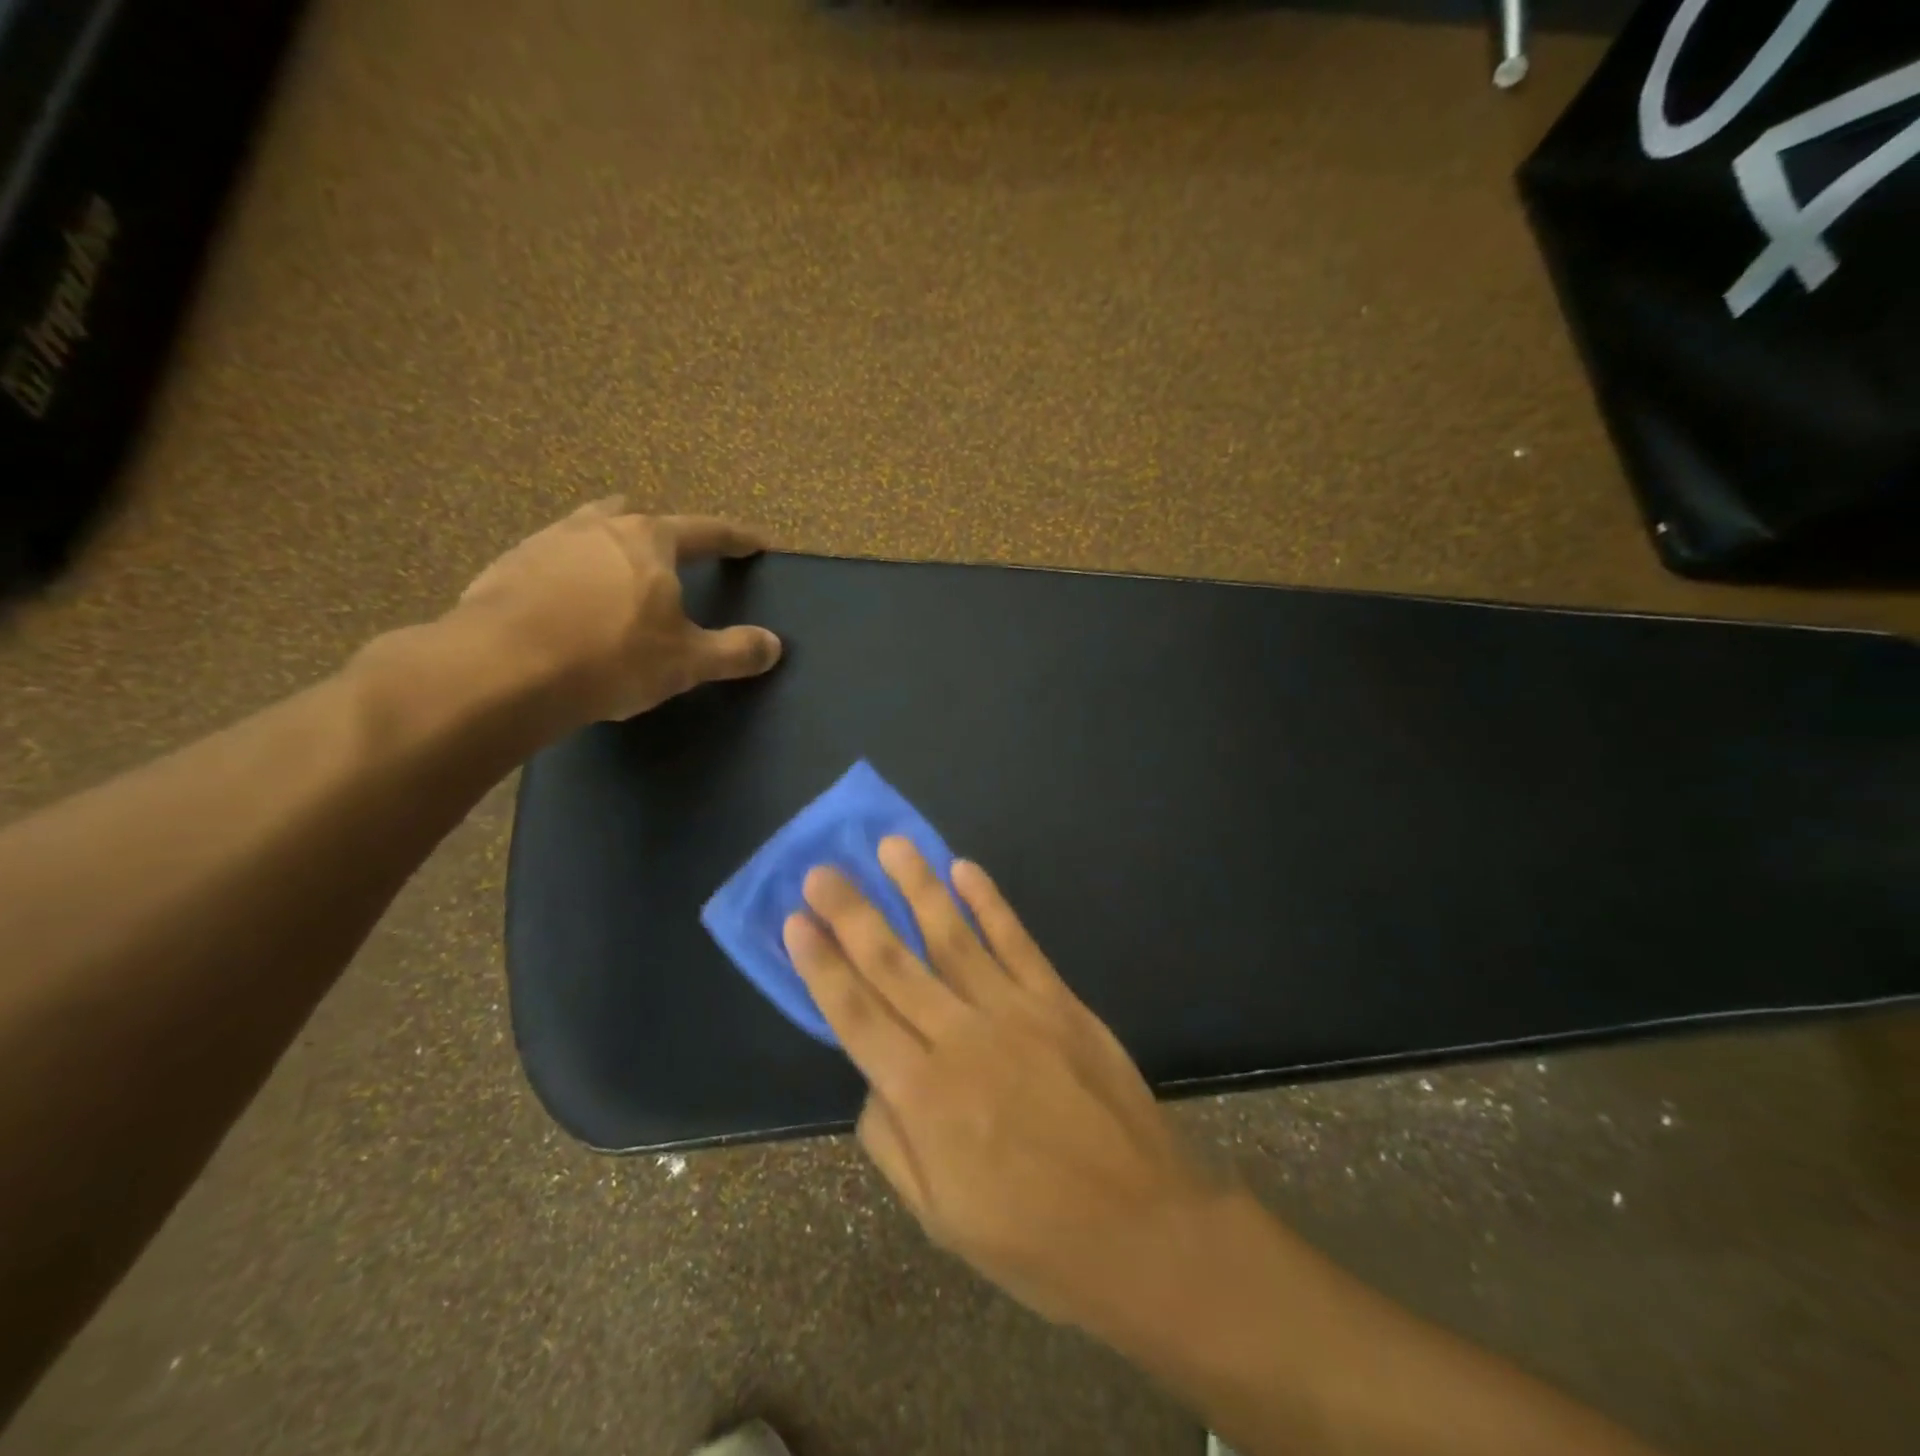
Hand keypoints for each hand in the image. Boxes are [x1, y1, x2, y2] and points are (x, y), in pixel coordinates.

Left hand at [454, 498, 781, 725]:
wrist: (502, 670)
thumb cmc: (612, 656)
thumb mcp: (686, 662)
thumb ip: (734, 651)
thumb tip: (774, 645)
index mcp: (649, 540)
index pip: (707, 531)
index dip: (737, 539)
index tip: (757, 542)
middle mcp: (598, 527)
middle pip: (638, 518)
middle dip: (660, 532)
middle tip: (673, 555)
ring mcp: (546, 543)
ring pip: (587, 531)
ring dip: (608, 548)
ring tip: (616, 576)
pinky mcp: (505, 568)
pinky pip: (549, 561)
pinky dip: (568, 575)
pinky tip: (566, 606)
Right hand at [782, 839, 1221, 1331]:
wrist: (1143, 1227)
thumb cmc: (1034, 1238)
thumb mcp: (941, 1218)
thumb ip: (893, 1142)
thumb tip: (873, 1079)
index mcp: (924, 1098)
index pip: (856, 1015)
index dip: (821, 966)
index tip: (796, 921)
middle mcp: (960, 1039)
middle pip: (894, 963)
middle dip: (853, 913)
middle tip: (824, 870)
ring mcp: (1014, 1012)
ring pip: (952, 937)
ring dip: (918, 887)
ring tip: (891, 846)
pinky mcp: (1058, 1001)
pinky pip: (1016, 941)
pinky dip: (988, 903)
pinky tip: (964, 869)